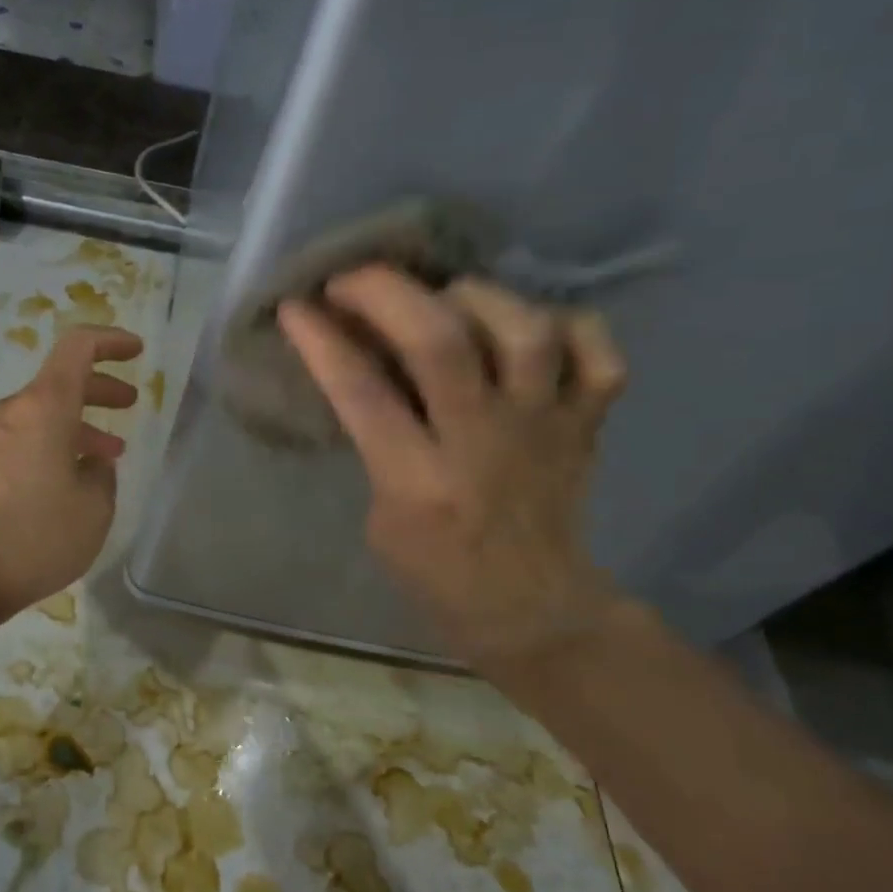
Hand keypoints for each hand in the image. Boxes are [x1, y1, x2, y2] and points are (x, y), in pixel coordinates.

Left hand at [0, 325, 143, 618]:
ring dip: (78, 426)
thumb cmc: (31, 538)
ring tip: (109, 457)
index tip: (137, 351)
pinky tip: (68, 482)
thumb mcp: (92, 511)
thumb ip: (102, 477)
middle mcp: (11, 412)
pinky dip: (52, 445)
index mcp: (43, 408)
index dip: (110, 341)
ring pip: (42, 415)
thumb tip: (92, 465)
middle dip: (100, 388)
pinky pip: (22, 439)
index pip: (77, 347)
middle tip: (129, 404)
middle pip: (60, 382)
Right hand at [277, 266, 627, 677]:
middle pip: (442, 342)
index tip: (295, 305)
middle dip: (387, 293)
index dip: (322, 339)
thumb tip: (365, 363)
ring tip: (443, 298)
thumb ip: (375, 443)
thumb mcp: (381, 515)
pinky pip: (597, 352)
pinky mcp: (587, 424)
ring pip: (524, 331)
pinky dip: (567, 324)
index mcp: (418, 482)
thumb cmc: (434, 571)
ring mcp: (545, 428)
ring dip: (474, 297)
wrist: (530, 610)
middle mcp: (483, 443)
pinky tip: (528, 327)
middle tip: (353, 281)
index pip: (362, 391)